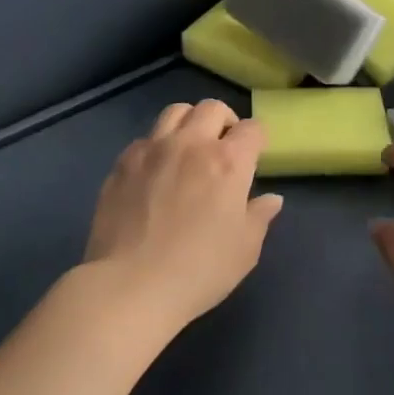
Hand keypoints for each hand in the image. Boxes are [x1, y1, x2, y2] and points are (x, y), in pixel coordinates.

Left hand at [83, 99, 283, 334]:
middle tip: (224, 148)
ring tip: (188, 149)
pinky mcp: (122, 164)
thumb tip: (271, 199)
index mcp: (228, 161)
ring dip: (189, 123)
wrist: (129, 286)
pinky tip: (155, 172)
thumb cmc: (199, 270)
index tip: (255, 156)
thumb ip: (260, 216)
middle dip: (225, 121)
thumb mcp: (245, 249)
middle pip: (212, 108)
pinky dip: (157, 146)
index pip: (252, 129)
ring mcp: (152, 149)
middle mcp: (191, 144)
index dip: (257, 139)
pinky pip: (145, 138)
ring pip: (175, 112)